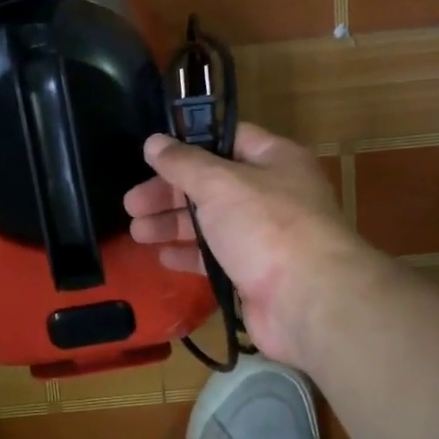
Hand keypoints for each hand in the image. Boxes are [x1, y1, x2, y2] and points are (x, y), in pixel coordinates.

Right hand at [124, 122, 378, 366]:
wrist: (307, 299)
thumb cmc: (265, 225)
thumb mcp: (219, 183)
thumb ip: (183, 163)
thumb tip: (153, 142)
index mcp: (274, 159)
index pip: (227, 140)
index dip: (189, 144)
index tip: (151, 154)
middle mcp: (272, 194)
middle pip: (211, 185)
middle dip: (170, 193)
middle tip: (131, 204)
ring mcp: (264, 236)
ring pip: (211, 222)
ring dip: (173, 224)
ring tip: (136, 231)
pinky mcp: (254, 273)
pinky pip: (216, 257)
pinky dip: (189, 255)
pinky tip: (161, 256)